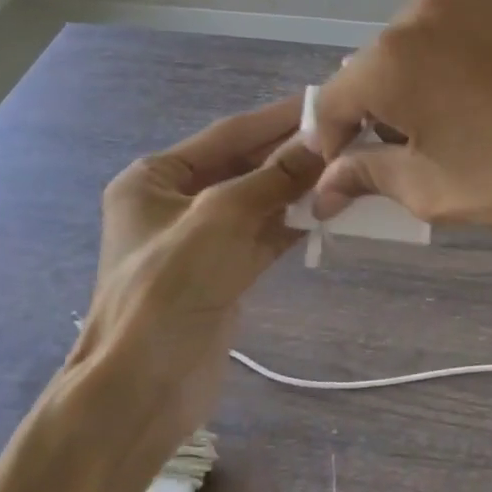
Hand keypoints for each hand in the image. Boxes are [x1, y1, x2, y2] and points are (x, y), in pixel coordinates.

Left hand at [72, 98, 321, 454]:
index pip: (228, 134)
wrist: (142, 389)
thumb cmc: (168, 288)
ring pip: (259, 201)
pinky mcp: (222, 272)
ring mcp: (200, 239)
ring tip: (349, 170)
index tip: (324, 102)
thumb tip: (322, 141)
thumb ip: (274, 177)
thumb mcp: (221, 219)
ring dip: (299, 189)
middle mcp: (175, 202)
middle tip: (348, 136)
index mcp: (155, 178)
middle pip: (244, 166)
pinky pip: (264, 235)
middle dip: (292, 154)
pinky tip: (331, 211)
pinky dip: (295, 223)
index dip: (276, 118)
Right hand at [310, 0, 491, 247]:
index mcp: (391, 59)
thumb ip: (368, 176)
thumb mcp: (434, 191)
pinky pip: (481, 24)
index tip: (343, 165)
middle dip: (386, 104)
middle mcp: (427, 10)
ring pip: (432, 37)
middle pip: (382, 62)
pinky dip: (479, 52)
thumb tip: (326, 185)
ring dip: (433, 73)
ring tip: (470, 113)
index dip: (332, 137)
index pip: (334, 99)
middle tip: (415, 144)